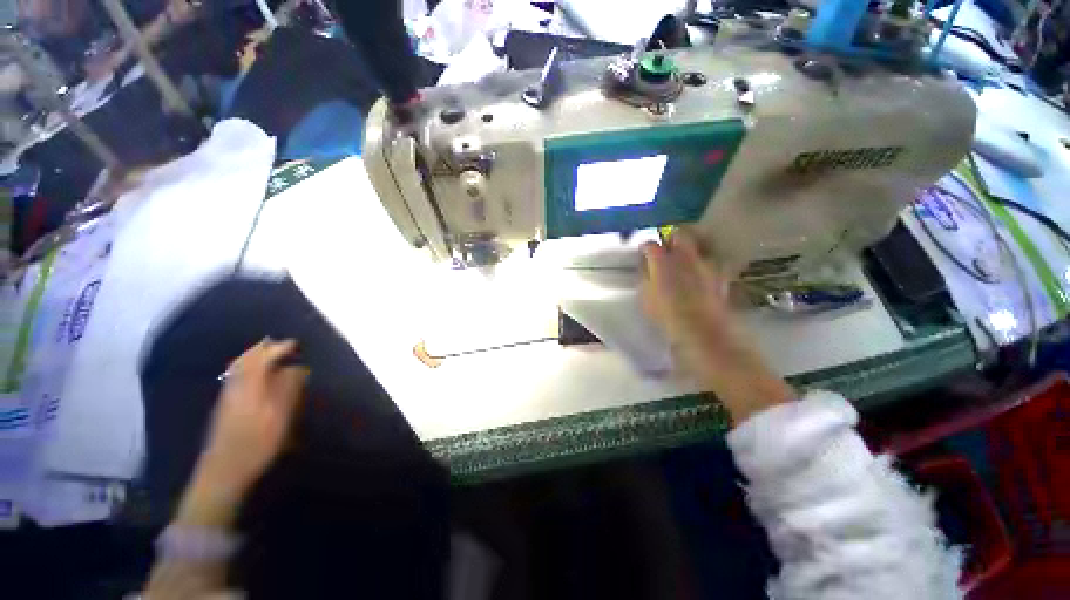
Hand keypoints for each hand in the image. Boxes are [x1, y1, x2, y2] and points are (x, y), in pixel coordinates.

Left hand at [181, 339, 307, 523]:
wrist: (223, 472)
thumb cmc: (256, 443)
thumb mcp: (279, 416)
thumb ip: (288, 389)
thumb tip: (297, 368)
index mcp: (249, 387)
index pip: (261, 359)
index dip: (278, 349)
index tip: (294, 343)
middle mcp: (234, 387)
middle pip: (245, 361)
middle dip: (262, 349)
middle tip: (279, 343)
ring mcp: (227, 398)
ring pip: (237, 369)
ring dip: (253, 357)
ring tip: (268, 353)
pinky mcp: (224, 408)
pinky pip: (235, 378)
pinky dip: (246, 369)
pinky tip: (254, 375)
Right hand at [640, 230, 793, 422]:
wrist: (710, 342)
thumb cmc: (671, 326)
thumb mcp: (648, 304)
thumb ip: (646, 282)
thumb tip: (646, 270)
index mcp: (663, 267)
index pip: (651, 246)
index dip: (645, 249)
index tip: (642, 255)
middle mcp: (686, 261)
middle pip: (679, 236)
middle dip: (670, 240)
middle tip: (663, 252)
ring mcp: (707, 268)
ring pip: (698, 247)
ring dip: (687, 250)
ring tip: (680, 263)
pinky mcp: (720, 279)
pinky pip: (710, 264)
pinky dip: (702, 265)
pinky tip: (697, 277)